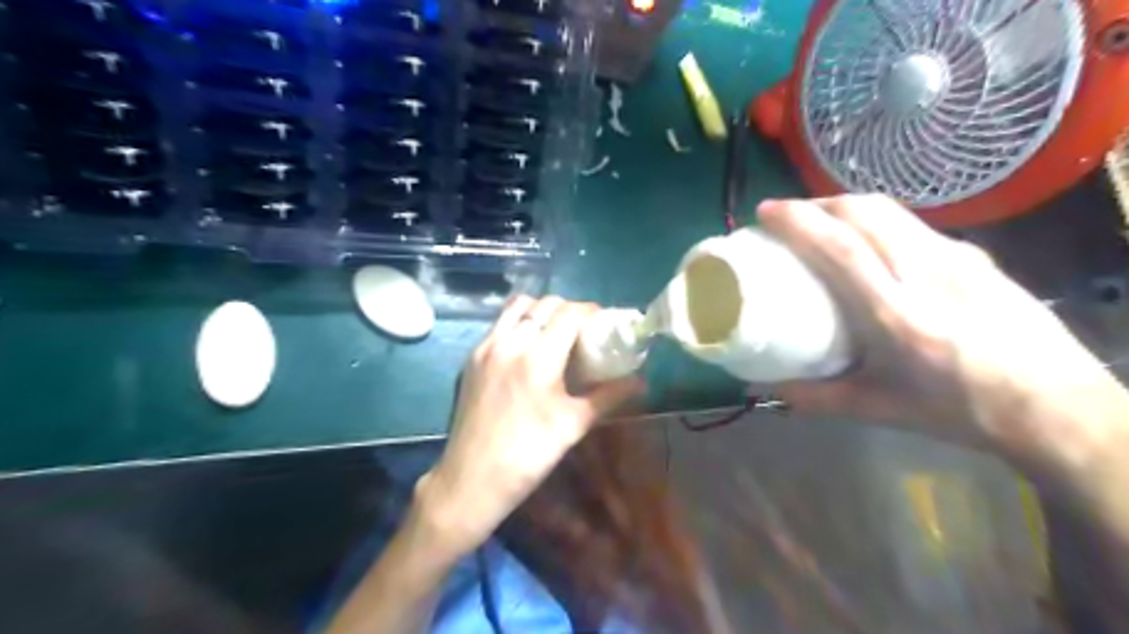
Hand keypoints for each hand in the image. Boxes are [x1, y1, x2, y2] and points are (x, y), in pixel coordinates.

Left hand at [413, 296, 643, 555]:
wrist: (472, 479)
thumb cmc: (529, 455)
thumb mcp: (573, 425)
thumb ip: (608, 397)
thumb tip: (641, 382)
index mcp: (538, 357)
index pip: (569, 313)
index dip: (591, 311)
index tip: (603, 322)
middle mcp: (510, 342)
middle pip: (544, 304)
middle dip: (568, 309)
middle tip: (582, 330)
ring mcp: (486, 347)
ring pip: (517, 307)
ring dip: (540, 310)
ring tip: (554, 332)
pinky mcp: (471, 358)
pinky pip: (499, 324)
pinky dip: (518, 323)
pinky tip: (528, 347)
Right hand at [753, 196, 1128, 471]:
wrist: (1057, 406)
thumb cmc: (960, 410)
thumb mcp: (879, 409)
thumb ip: (817, 397)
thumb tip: (767, 390)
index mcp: (898, 316)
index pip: (841, 248)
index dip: (799, 222)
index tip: (766, 212)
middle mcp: (927, 274)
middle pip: (865, 213)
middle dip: (818, 204)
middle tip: (788, 216)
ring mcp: (957, 258)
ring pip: (891, 211)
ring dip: (847, 206)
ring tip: (822, 221)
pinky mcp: (975, 256)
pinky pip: (913, 225)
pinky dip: (877, 221)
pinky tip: (872, 244)